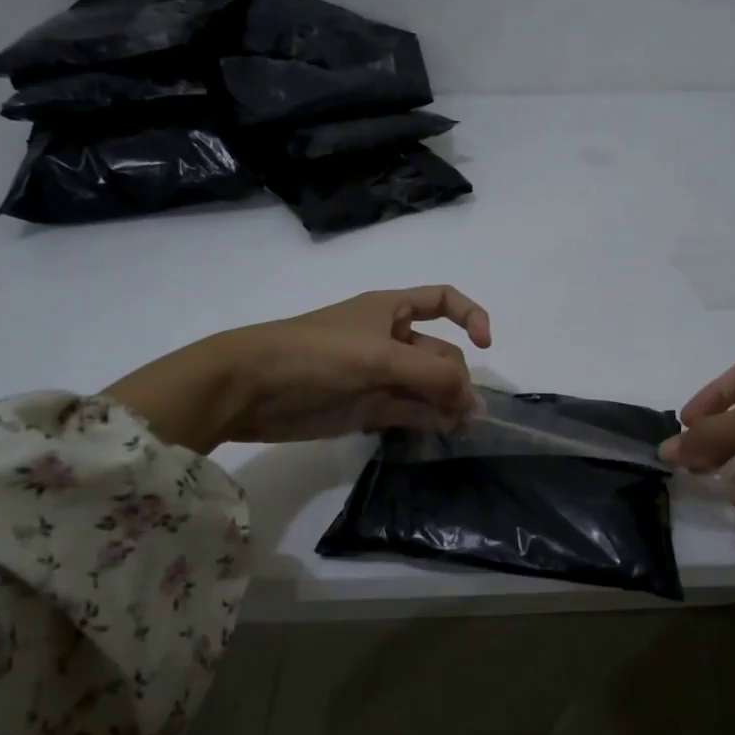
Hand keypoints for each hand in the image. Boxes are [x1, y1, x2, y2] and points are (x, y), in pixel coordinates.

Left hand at [104, 286, 492, 451]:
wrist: (249, 388)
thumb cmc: (315, 354)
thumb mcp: (379, 357)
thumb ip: (431, 376)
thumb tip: (473, 402)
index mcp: (391, 310)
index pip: (443, 300)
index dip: (470, 316)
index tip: (485, 344)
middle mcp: (390, 340)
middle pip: (440, 354)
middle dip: (458, 378)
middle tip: (467, 413)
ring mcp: (379, 376)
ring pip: (427, 387)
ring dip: (447, 404)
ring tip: (463, 428)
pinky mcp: (367, 409)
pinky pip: (409, 412)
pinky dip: (427, 421)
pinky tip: (441, 434)